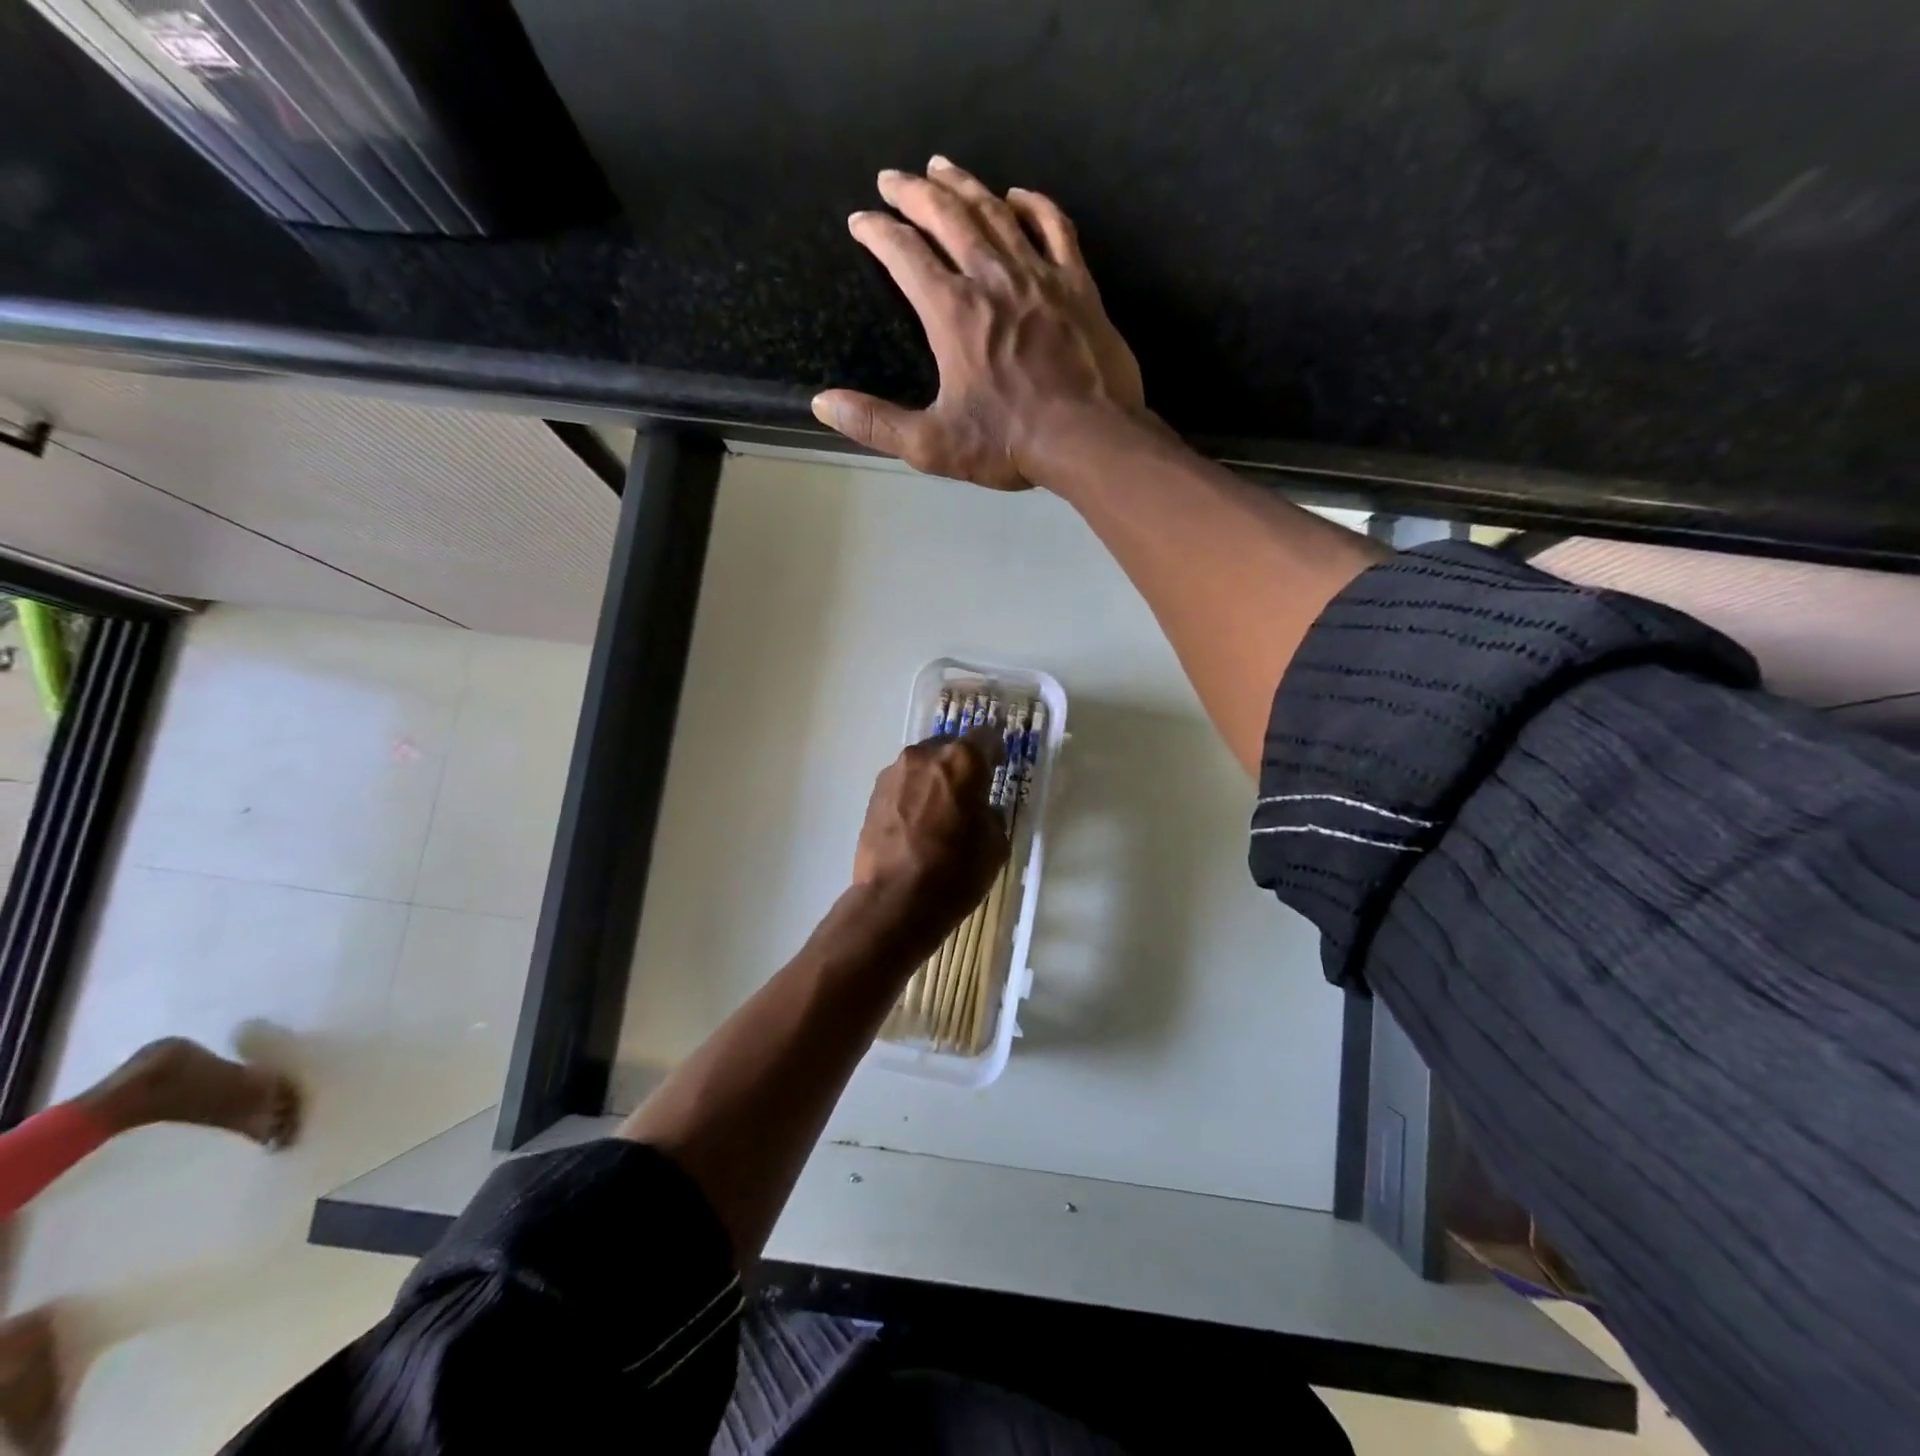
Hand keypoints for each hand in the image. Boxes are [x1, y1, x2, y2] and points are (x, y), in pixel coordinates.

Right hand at [812, 156, 1145, 489]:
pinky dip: (1033, 205)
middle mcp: (992, 278)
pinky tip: (1017, 195)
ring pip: (996, 212)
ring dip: (964, 185)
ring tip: (941, 168)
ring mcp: (1039, 275)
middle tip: (893, 178)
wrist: (1088, 438)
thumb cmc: (1008, 442)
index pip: (905, 255)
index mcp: (952, 313)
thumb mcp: (932, 444)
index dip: (877, 232)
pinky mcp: (1077, 284)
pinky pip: (1054, 226)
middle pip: (947, 217)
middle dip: (914, 193)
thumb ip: (876, 423)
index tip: (860, 220)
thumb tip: (823, 405)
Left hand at [852, 728, 1009, 942]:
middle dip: (961, 765)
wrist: (894, 901)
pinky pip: (903, 783)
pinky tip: (917, 823)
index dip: (995, 753)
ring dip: (934, 779)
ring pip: (923, 765)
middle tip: (969, 793)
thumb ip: (990, 812)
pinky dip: (914, 794)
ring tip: (940, 811)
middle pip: (950, 747)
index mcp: (962, 760)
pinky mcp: (874, 793)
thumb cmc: (955, 872)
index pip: (986, 737)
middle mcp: (925, 755)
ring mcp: (894, 772)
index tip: (998, 768)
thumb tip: (979, 807)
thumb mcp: (995, 844)